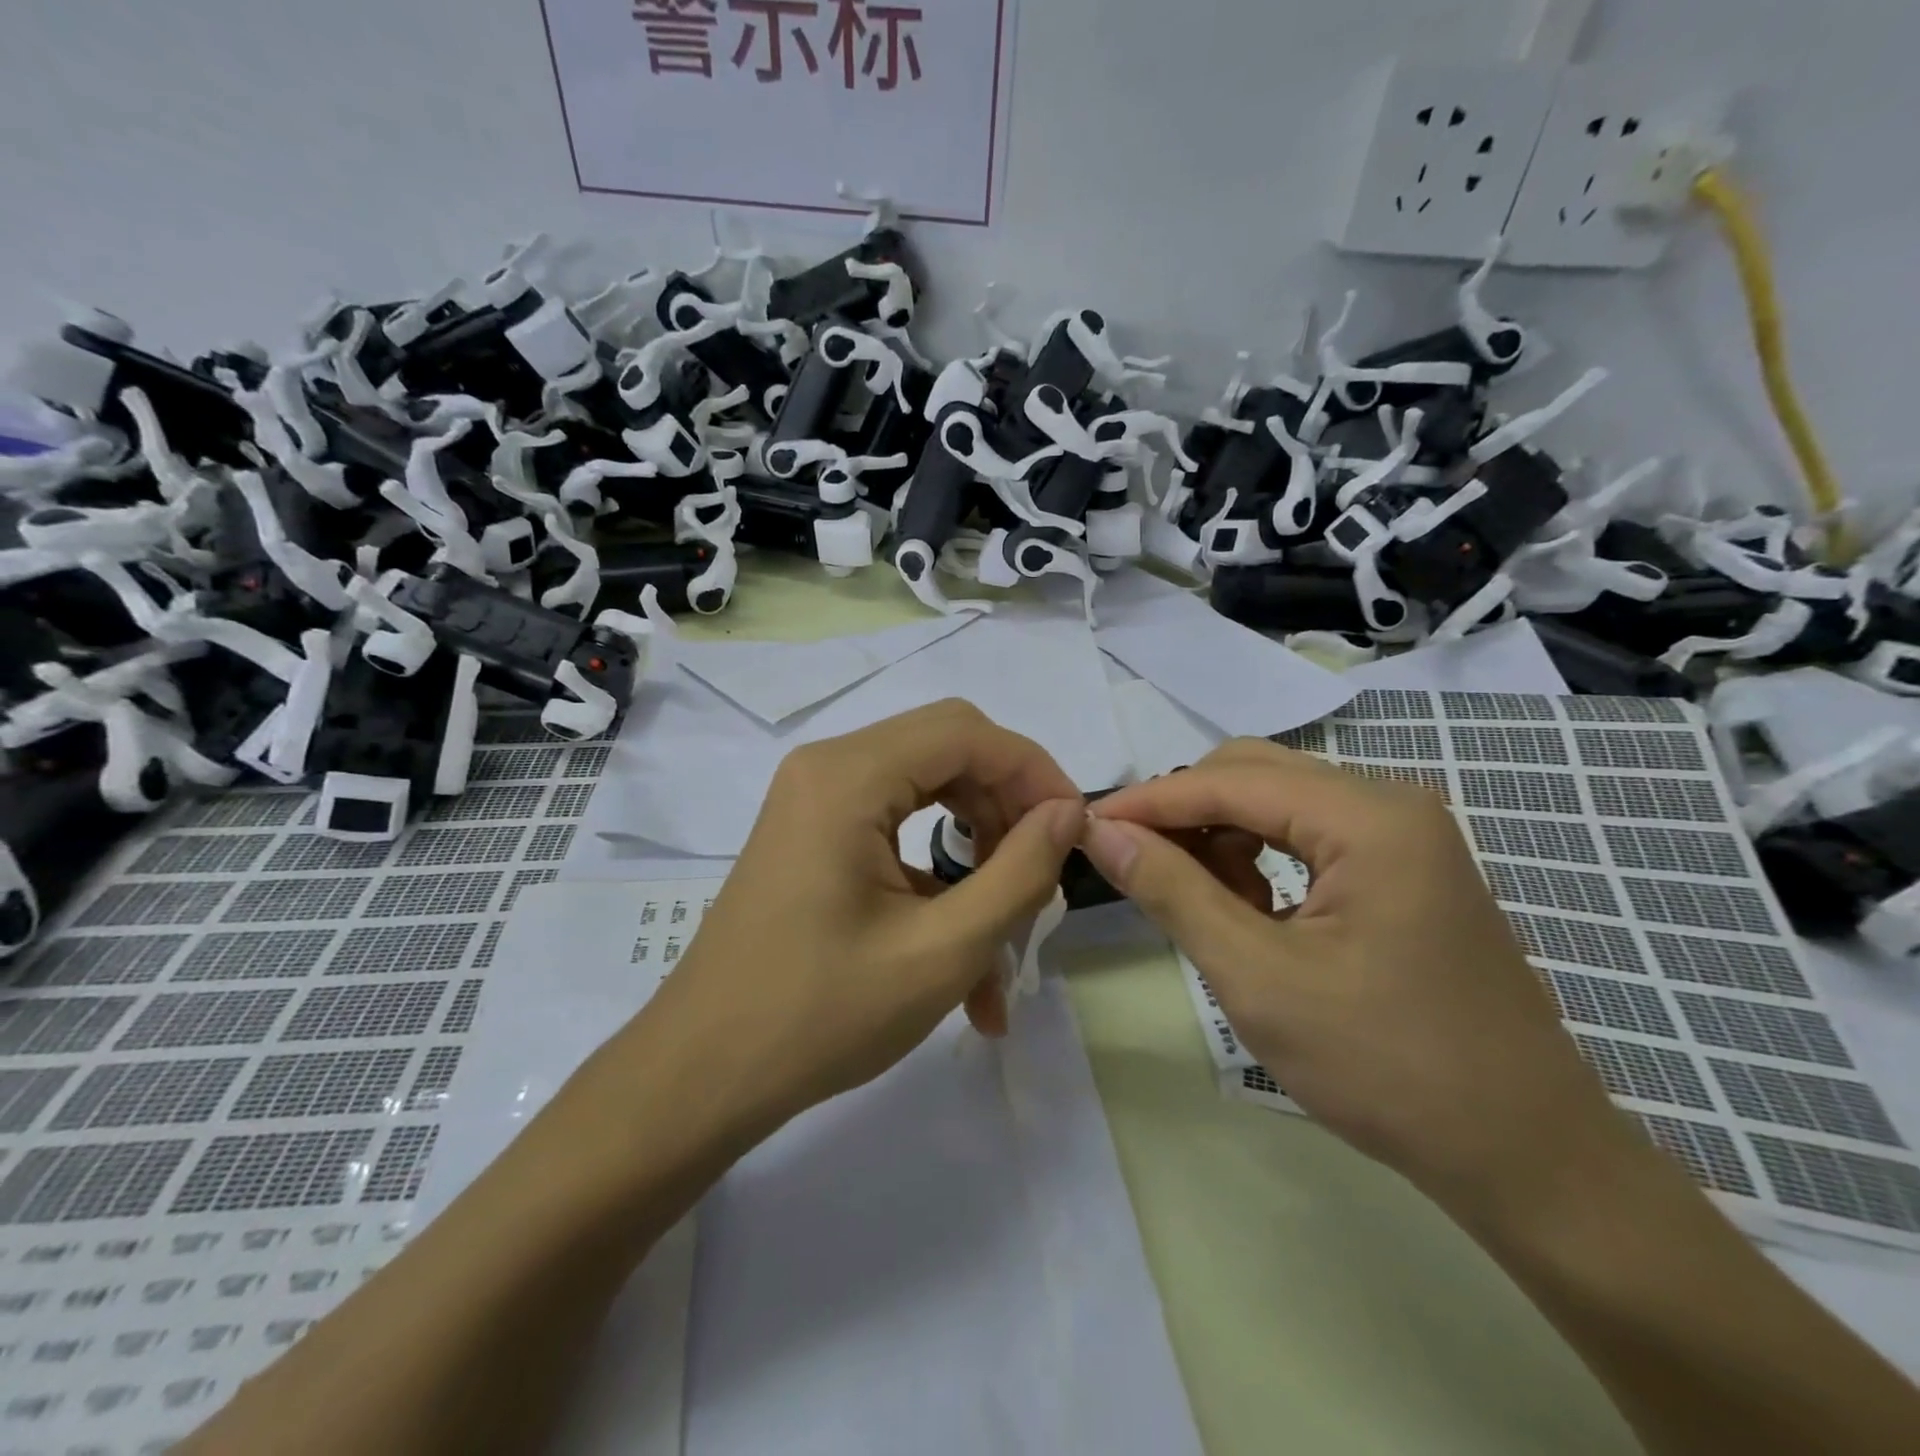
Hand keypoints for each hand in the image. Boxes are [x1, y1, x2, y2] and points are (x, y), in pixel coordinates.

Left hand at [646, 699, 1084, 1133]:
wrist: (701, 1075)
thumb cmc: (819, 1016)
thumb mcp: (941, 951)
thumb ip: (1018, 873)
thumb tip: (1069, 812)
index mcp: (848, 777)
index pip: (967, 733)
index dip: (1034, 772)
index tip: (1075, 831)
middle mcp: (827, 768)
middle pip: (947, 749)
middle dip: (1007, 806)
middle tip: (1042, 874)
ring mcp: (814, 799)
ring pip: (927, 787)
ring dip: (978, 846)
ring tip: (1007, 928)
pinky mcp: (812, 835)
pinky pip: (895, 825)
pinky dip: (938, 873)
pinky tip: (963, 949)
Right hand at [1080, 738, 1623, 1225]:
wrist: (1525, 1156)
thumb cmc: (1386, 1067)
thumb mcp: (1258, 977)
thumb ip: (1173, 890)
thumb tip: (1102, 833)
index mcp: (1369, 817)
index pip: (1229, 781)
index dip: (1149, 801)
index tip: (1085, 826)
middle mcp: (1391, 805)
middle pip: (1256, 774)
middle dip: (1184, 811)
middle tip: (1131, 859)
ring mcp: (1405, 837)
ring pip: (1280, 803)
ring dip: (1220, 835)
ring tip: (1189, 895)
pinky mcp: (1406, 870)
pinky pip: (1309, 837)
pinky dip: (1260, 858)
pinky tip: (1245, 908)